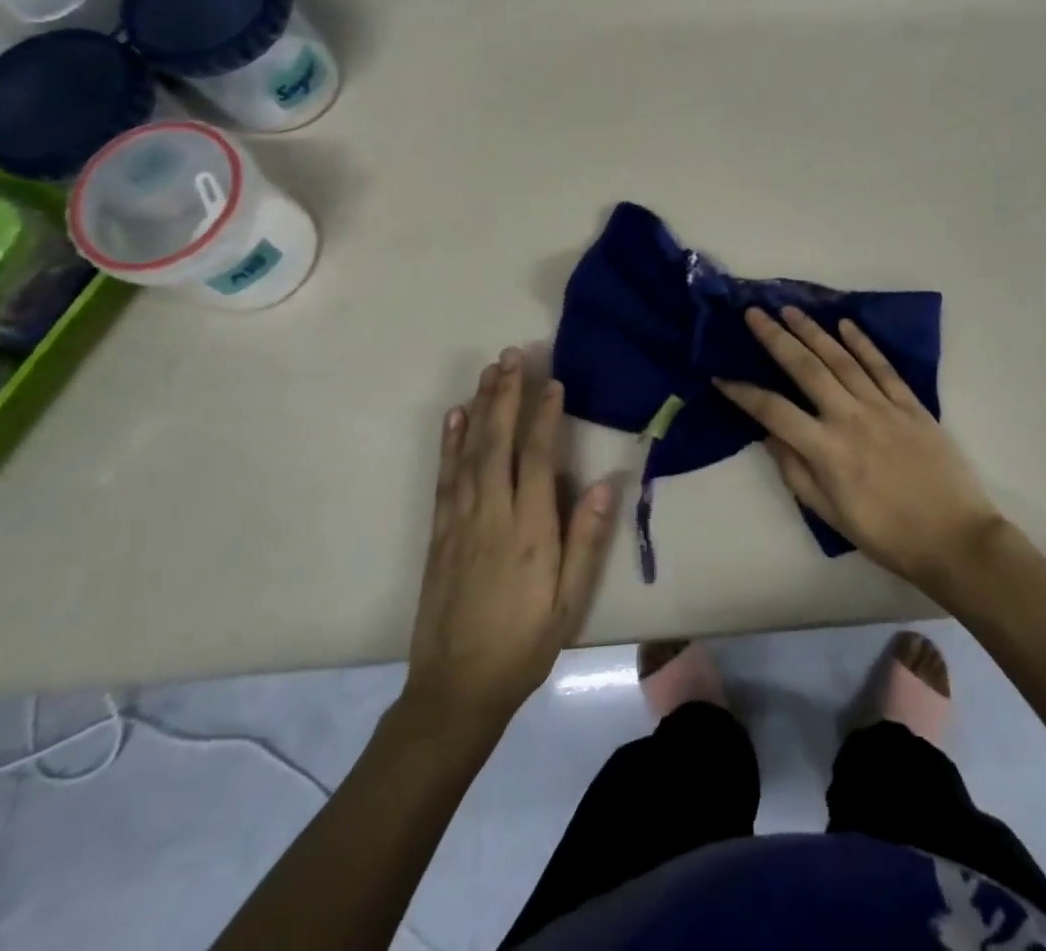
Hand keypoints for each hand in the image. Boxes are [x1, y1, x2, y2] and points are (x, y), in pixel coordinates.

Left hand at [398, 348, 617, 738]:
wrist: (455, 690)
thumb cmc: (524, 644)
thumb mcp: (569, 602)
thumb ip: (586, 541)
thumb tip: (606, 483)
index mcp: (528, 530)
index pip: (537, 459)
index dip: (545, 417)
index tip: (552, 382)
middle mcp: (490, 515)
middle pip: (497, 443)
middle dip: (506, 396)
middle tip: (512, 355)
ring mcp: (459, 522)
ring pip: (469, 452)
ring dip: (479, 408)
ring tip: (488, 372)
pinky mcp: (439, 533)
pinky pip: (445, 478)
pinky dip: (449, 443)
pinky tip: (455, 417)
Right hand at [713, 307, 1005, 597]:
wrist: (954, 538)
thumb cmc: (886, 535)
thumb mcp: (830, 514)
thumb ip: (796, 472)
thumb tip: (768, 435)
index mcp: (826, 449)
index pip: (773, 410)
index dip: (743, 392)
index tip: (721, 376)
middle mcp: (850, 417)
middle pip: (805, 368)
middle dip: (775, 338)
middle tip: (754, 314)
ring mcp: (883, 406)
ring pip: (841, 359)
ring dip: (813, 331)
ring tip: (790, 311)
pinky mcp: (911, 404)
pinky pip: (882, 367)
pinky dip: (863, 343)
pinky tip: (845, 325)